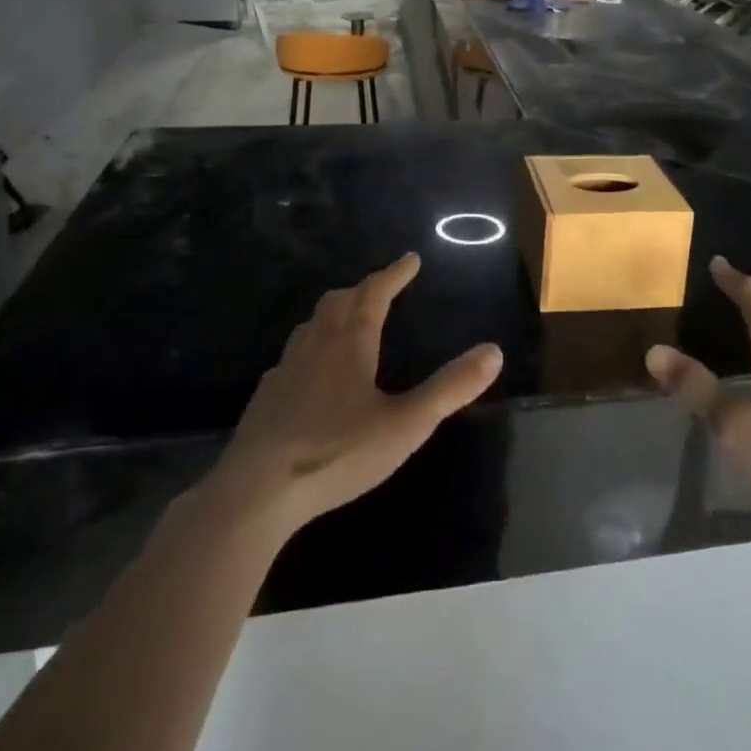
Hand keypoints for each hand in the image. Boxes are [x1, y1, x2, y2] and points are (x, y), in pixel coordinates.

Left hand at [202, 254, 502, 535]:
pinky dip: (309, 350)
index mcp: (351, 342)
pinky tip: (310, 375)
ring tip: (347, 322)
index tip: (410, 259)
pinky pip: (291, 358)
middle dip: (363, 289)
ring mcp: (286, 370)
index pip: (375, 293)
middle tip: (381, 289)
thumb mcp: (406, 424)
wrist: (257, 491)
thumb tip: (493, 351)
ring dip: (333, 314)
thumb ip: (450, 388)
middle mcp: (317, 345)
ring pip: (311, 326)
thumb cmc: (337, 452)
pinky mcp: (266, 398)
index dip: (394, 274)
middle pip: (339, 301)